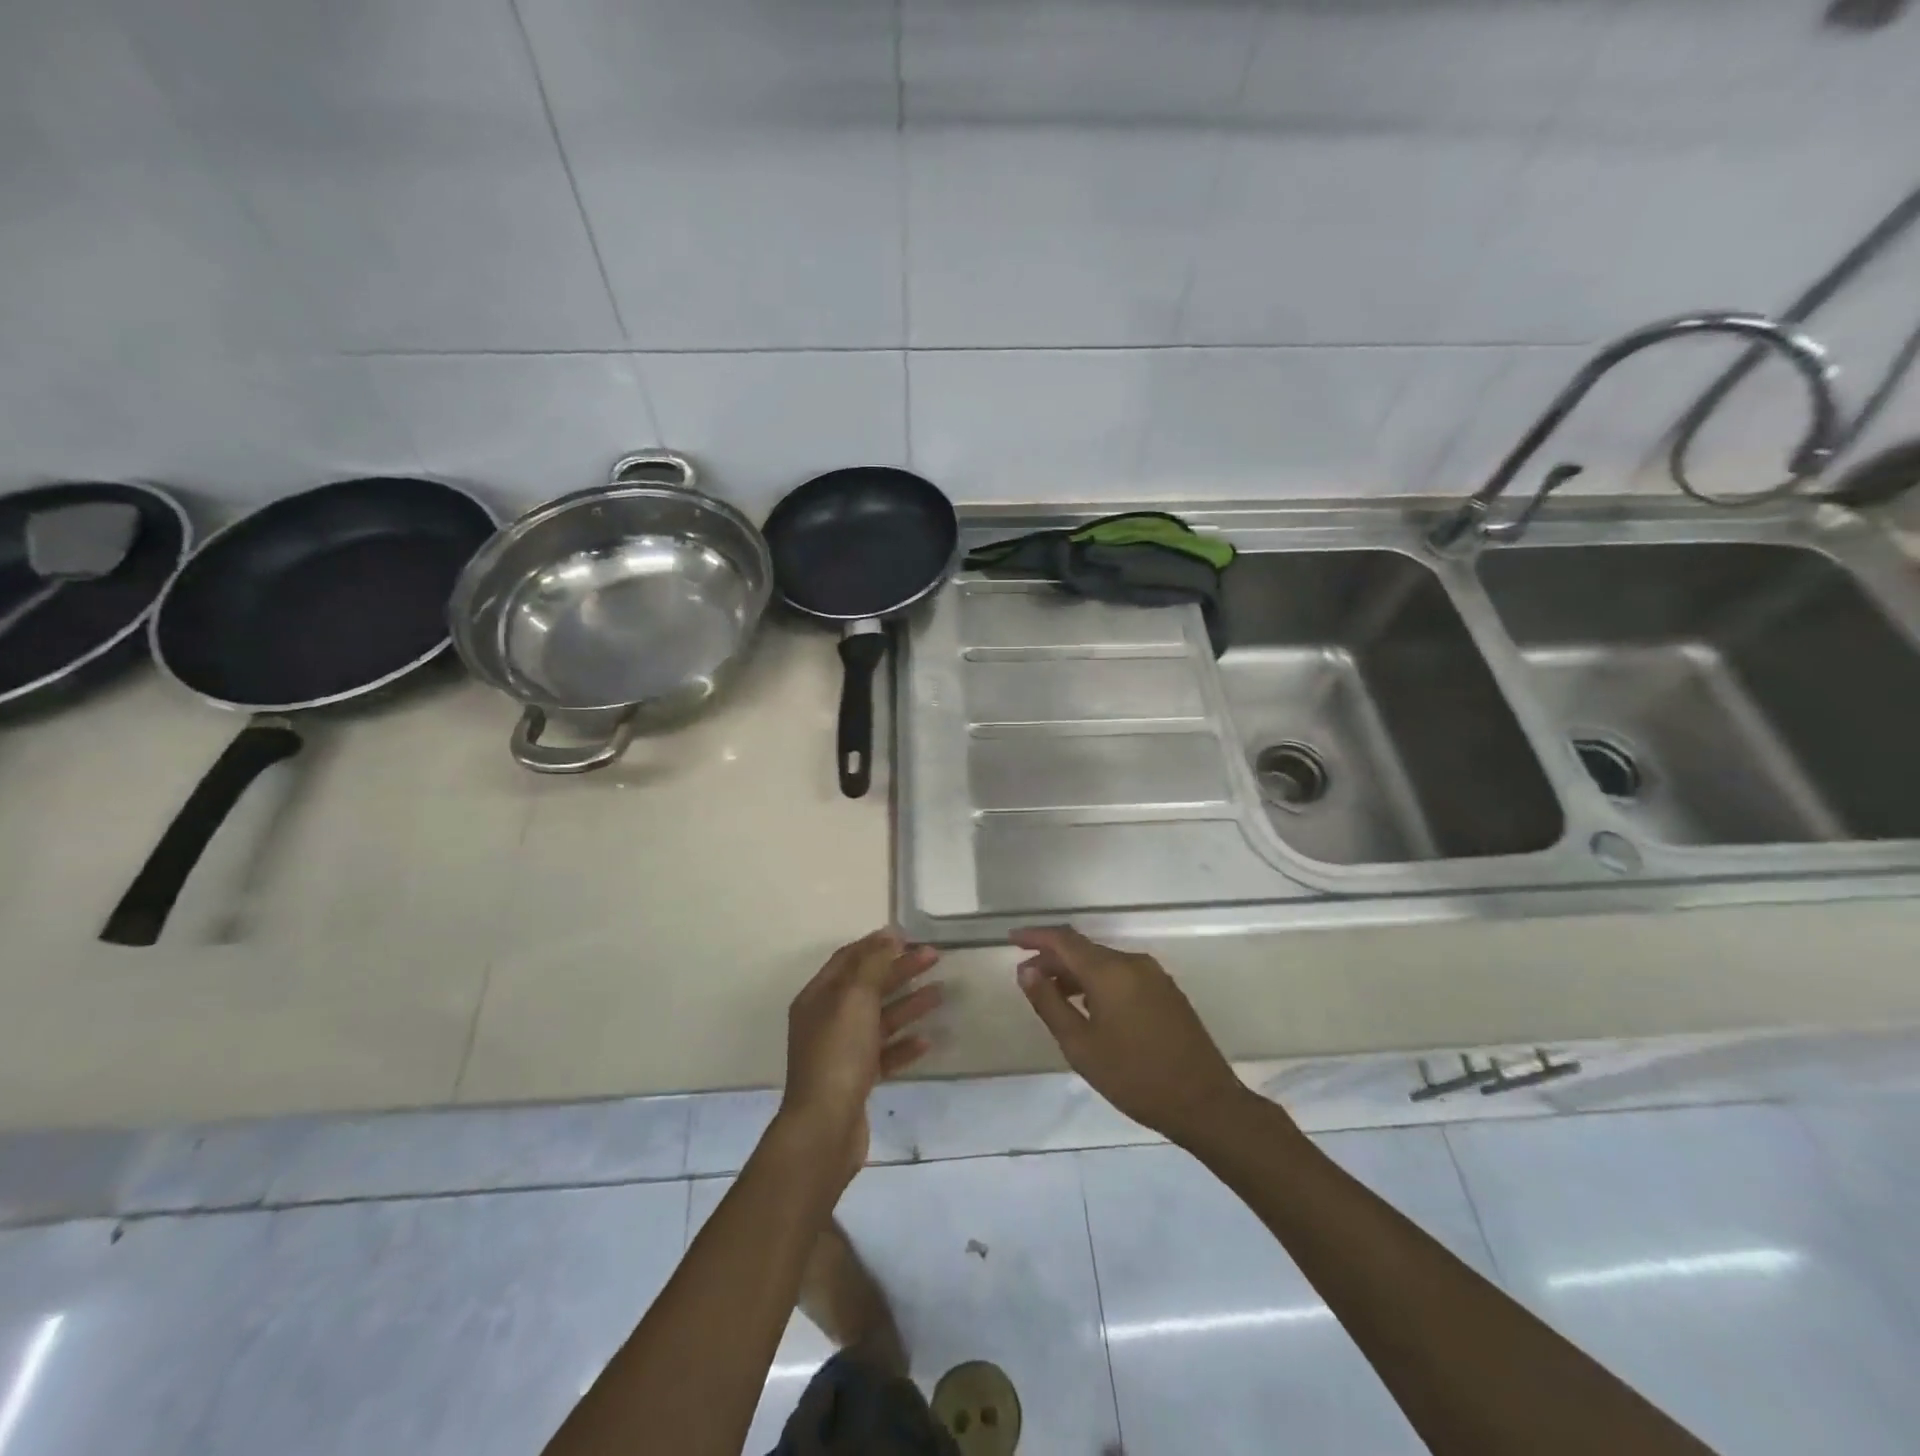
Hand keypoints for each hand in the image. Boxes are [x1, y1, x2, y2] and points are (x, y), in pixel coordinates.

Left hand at [781, 929, 942, 1178]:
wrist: (825, 1127)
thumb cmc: (838, 1053)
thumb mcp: (855, 998)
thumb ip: (872, 964)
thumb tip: (888, 936)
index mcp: (818, 997)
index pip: (848, 959)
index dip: (876, 944)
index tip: (908, 935)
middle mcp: (826, 1020)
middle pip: (867, 986)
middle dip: (900, 970)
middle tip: (934, 957)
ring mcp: (841, 1052)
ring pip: (879, 1019)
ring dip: (908, 1004)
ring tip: (941, 993)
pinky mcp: (856, 1080)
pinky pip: (884, 1053)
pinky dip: (904, 1044)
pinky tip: (927, 1039)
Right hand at [1013, 926, 1244, 1144]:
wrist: (1205, 1103)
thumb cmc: (1135, 1077)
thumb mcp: (1081, 1046)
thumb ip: (1049, 1003)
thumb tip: (1026, 970)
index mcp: (1110, 971)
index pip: (1064, 940)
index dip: (1035, 936)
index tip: (1011, 939)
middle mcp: (1133, 962)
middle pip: (1084, 949)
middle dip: (1053, 958)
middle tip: (1027, 976)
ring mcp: (1154, 975)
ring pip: (1104, 962)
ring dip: (1076, 972)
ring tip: (1052, 994)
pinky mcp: (1167, 991)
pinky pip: (1122, 974)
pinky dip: (1098, 981)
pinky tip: (1088, 1005)